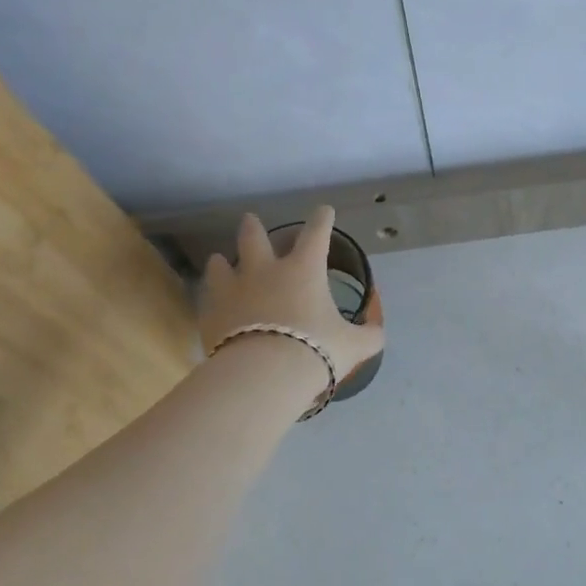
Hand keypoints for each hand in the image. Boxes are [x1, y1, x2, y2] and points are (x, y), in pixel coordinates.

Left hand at [197, 208, 384, 390]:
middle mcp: (266, 271)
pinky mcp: (211, 314)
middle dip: (253, 227)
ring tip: (219, 260)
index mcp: (304, 270)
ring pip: (221, 265)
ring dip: (222, 261)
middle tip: (250, 219)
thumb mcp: (353, 346)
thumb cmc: (315, 350)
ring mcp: (233, 290)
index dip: (322, 219)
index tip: (324, 210)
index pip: (316, 233)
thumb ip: (368, 336)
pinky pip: (208, 298)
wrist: (263, 375)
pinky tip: (213, 302)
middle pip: (254, 238)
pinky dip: (212, 296)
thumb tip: (377, 331)